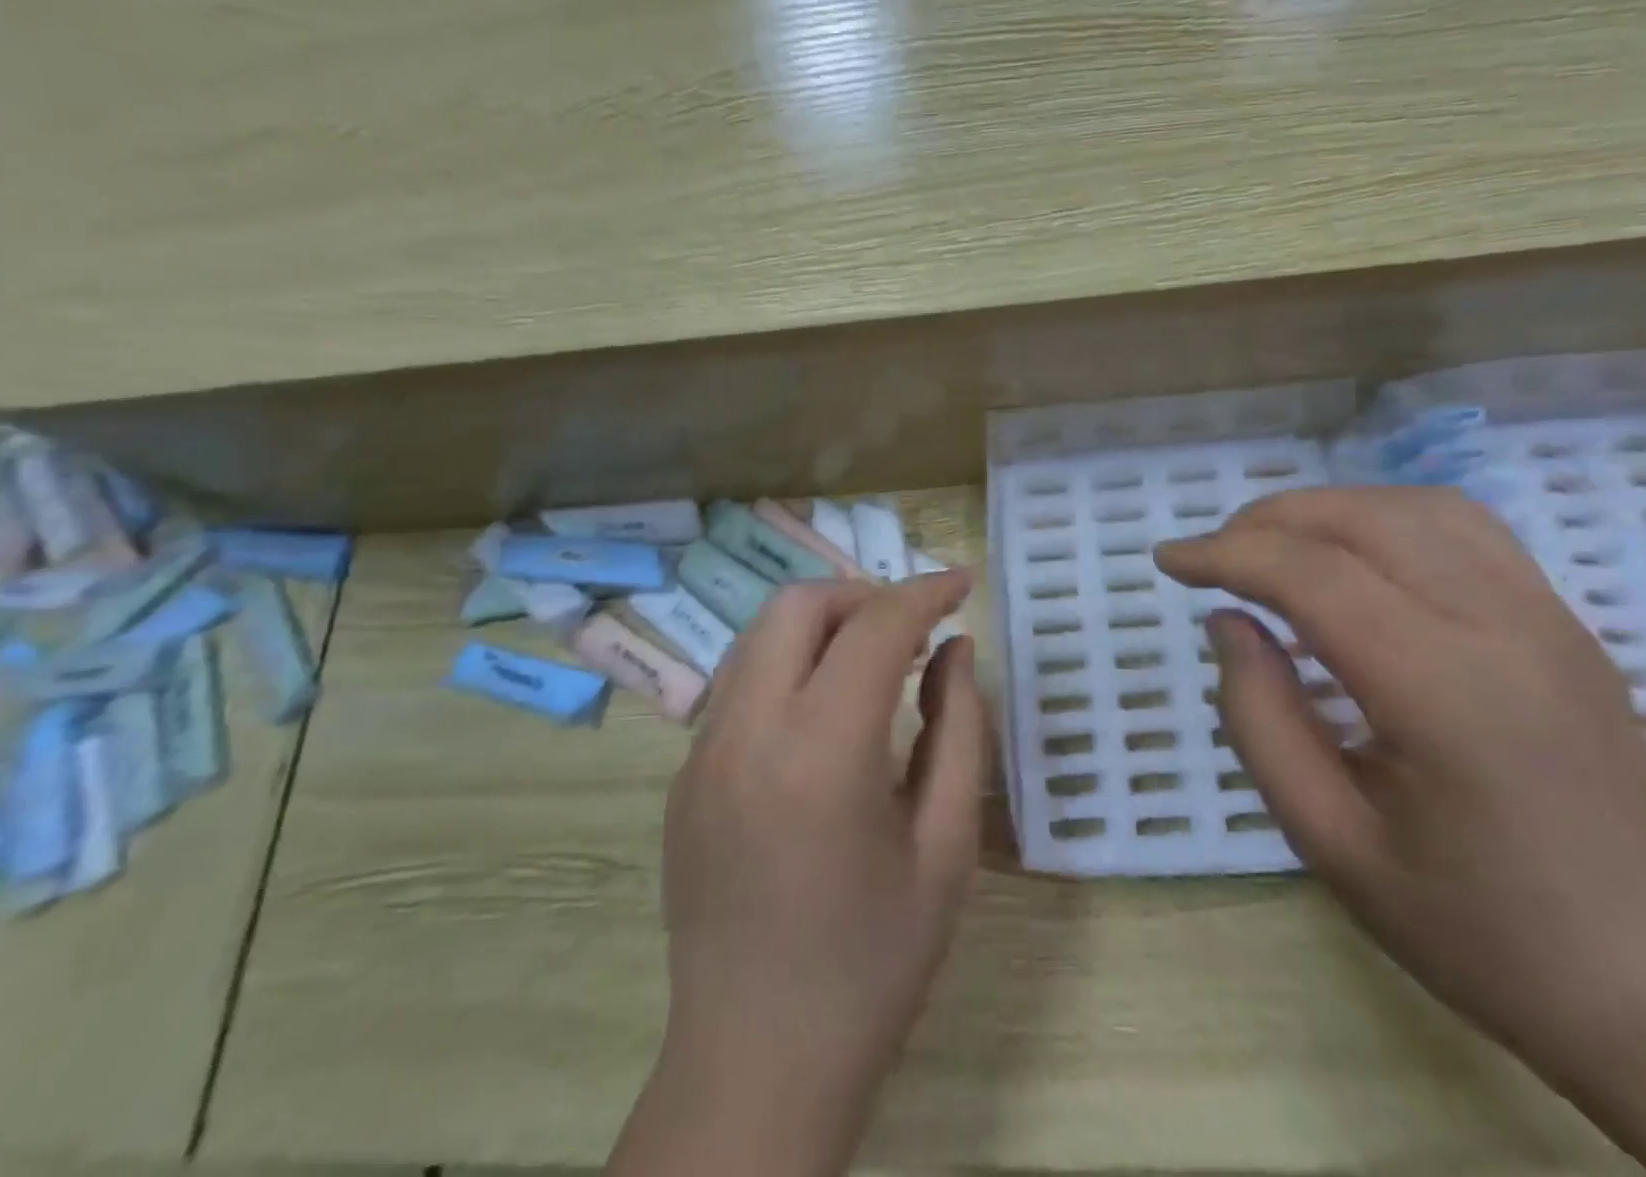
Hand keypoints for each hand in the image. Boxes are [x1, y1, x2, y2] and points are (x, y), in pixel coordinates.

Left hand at [619, 572, 986, 1176]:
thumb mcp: (945, 846)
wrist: (756, 1063)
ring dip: (823, 625)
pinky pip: (741, 684)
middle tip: (913, 627)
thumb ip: (959, 728)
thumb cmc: (874, 963)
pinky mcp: (683, 776)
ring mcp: (701, 752)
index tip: (963, 583)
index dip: (925, 591)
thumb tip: (955, 649)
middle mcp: (746, 733)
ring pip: (761, 636)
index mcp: (820, 754)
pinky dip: (791, 666)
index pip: (875, 627)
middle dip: (863, 595)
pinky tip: (825, 714)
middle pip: (798, 605)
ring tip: (876, 662)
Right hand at [1155, 487, 1645, 1074]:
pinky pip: (1461, 527)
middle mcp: (1507, 630)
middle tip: (1212, 558)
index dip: (1226, 555)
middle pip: (1363, 520)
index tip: (1168, 560)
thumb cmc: (1472, 926)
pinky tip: (1350, 556)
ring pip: (1414, 507)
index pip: (1314, 577)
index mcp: (1448, 695)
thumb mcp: (1327, 840)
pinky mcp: (1563, 620)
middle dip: (1266, 522)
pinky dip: (1383, 517)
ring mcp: (1548, 616)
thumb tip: (1228, 620)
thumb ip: (1259, 717)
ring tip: (1271, 549)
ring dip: (1324, 511)